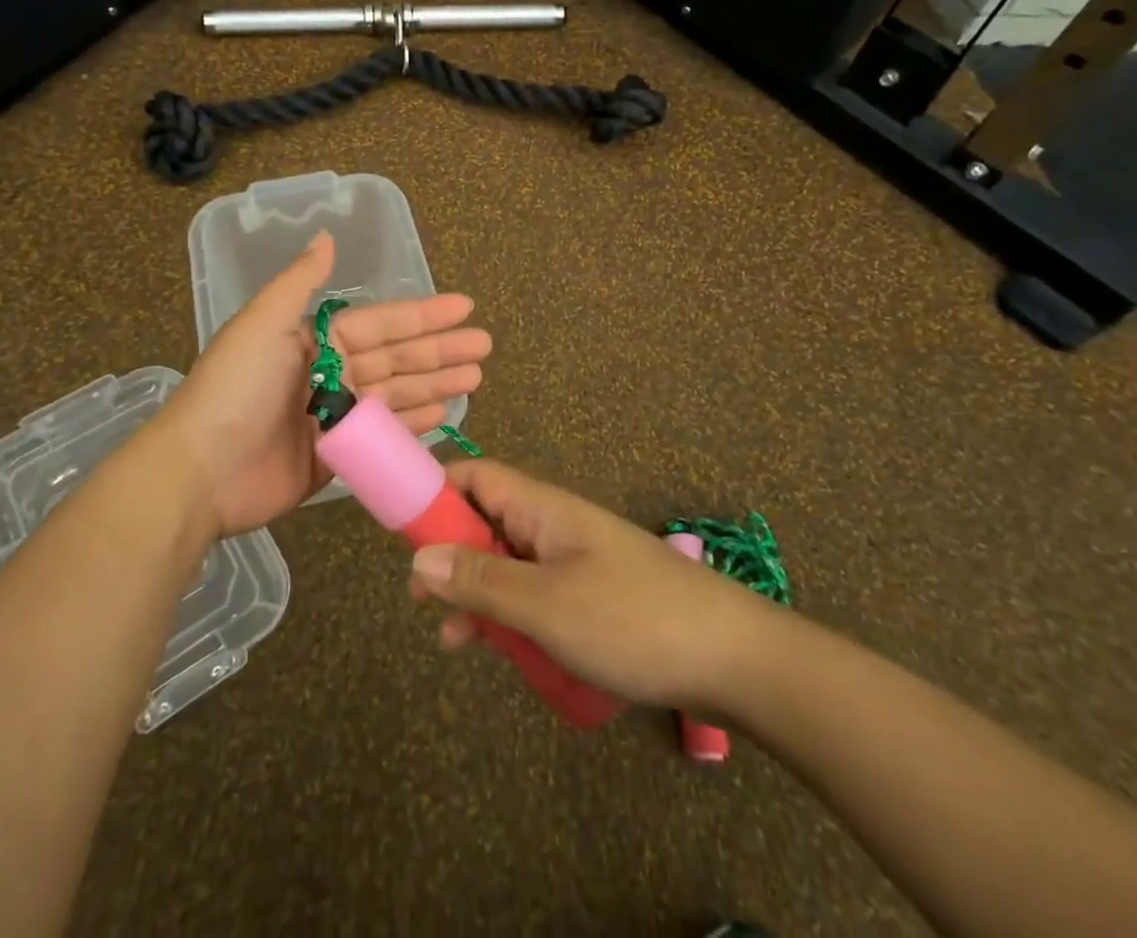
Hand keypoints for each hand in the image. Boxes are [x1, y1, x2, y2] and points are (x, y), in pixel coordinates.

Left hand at [160, 231, 491, 536]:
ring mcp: (334, 418)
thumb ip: (301, 281)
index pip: (382, 323)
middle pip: (397, 358)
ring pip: (397, 396)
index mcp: (315, 340)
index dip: (423, 315)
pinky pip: (383, 436)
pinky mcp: (336, 458)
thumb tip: (327, 236)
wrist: (201, 471)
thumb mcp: (263, 323)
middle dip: (440, 351)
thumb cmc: (236, 389)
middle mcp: (329, 374)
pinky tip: (444, 415)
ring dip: (435, 385)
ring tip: (476, 378)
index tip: (465, 308)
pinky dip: (413, 426)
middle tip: (484, 346)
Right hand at [407, 459, 776, 710]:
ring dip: (478, 594)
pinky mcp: (592, 595)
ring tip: (453, 640)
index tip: (400, 530)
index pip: (474, 476)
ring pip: (508, 564)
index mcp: (541, 507)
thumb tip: (418, 557)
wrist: (736, 660)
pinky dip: (512, 616)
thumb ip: (481, 581)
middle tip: (420, 600)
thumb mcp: (545, 605)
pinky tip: (504, 652)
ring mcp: (575, 560)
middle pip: (486, 521)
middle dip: (449, 555)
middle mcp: (554, 524)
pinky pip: (536, 593)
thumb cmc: (632, 620)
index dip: (434, 492)